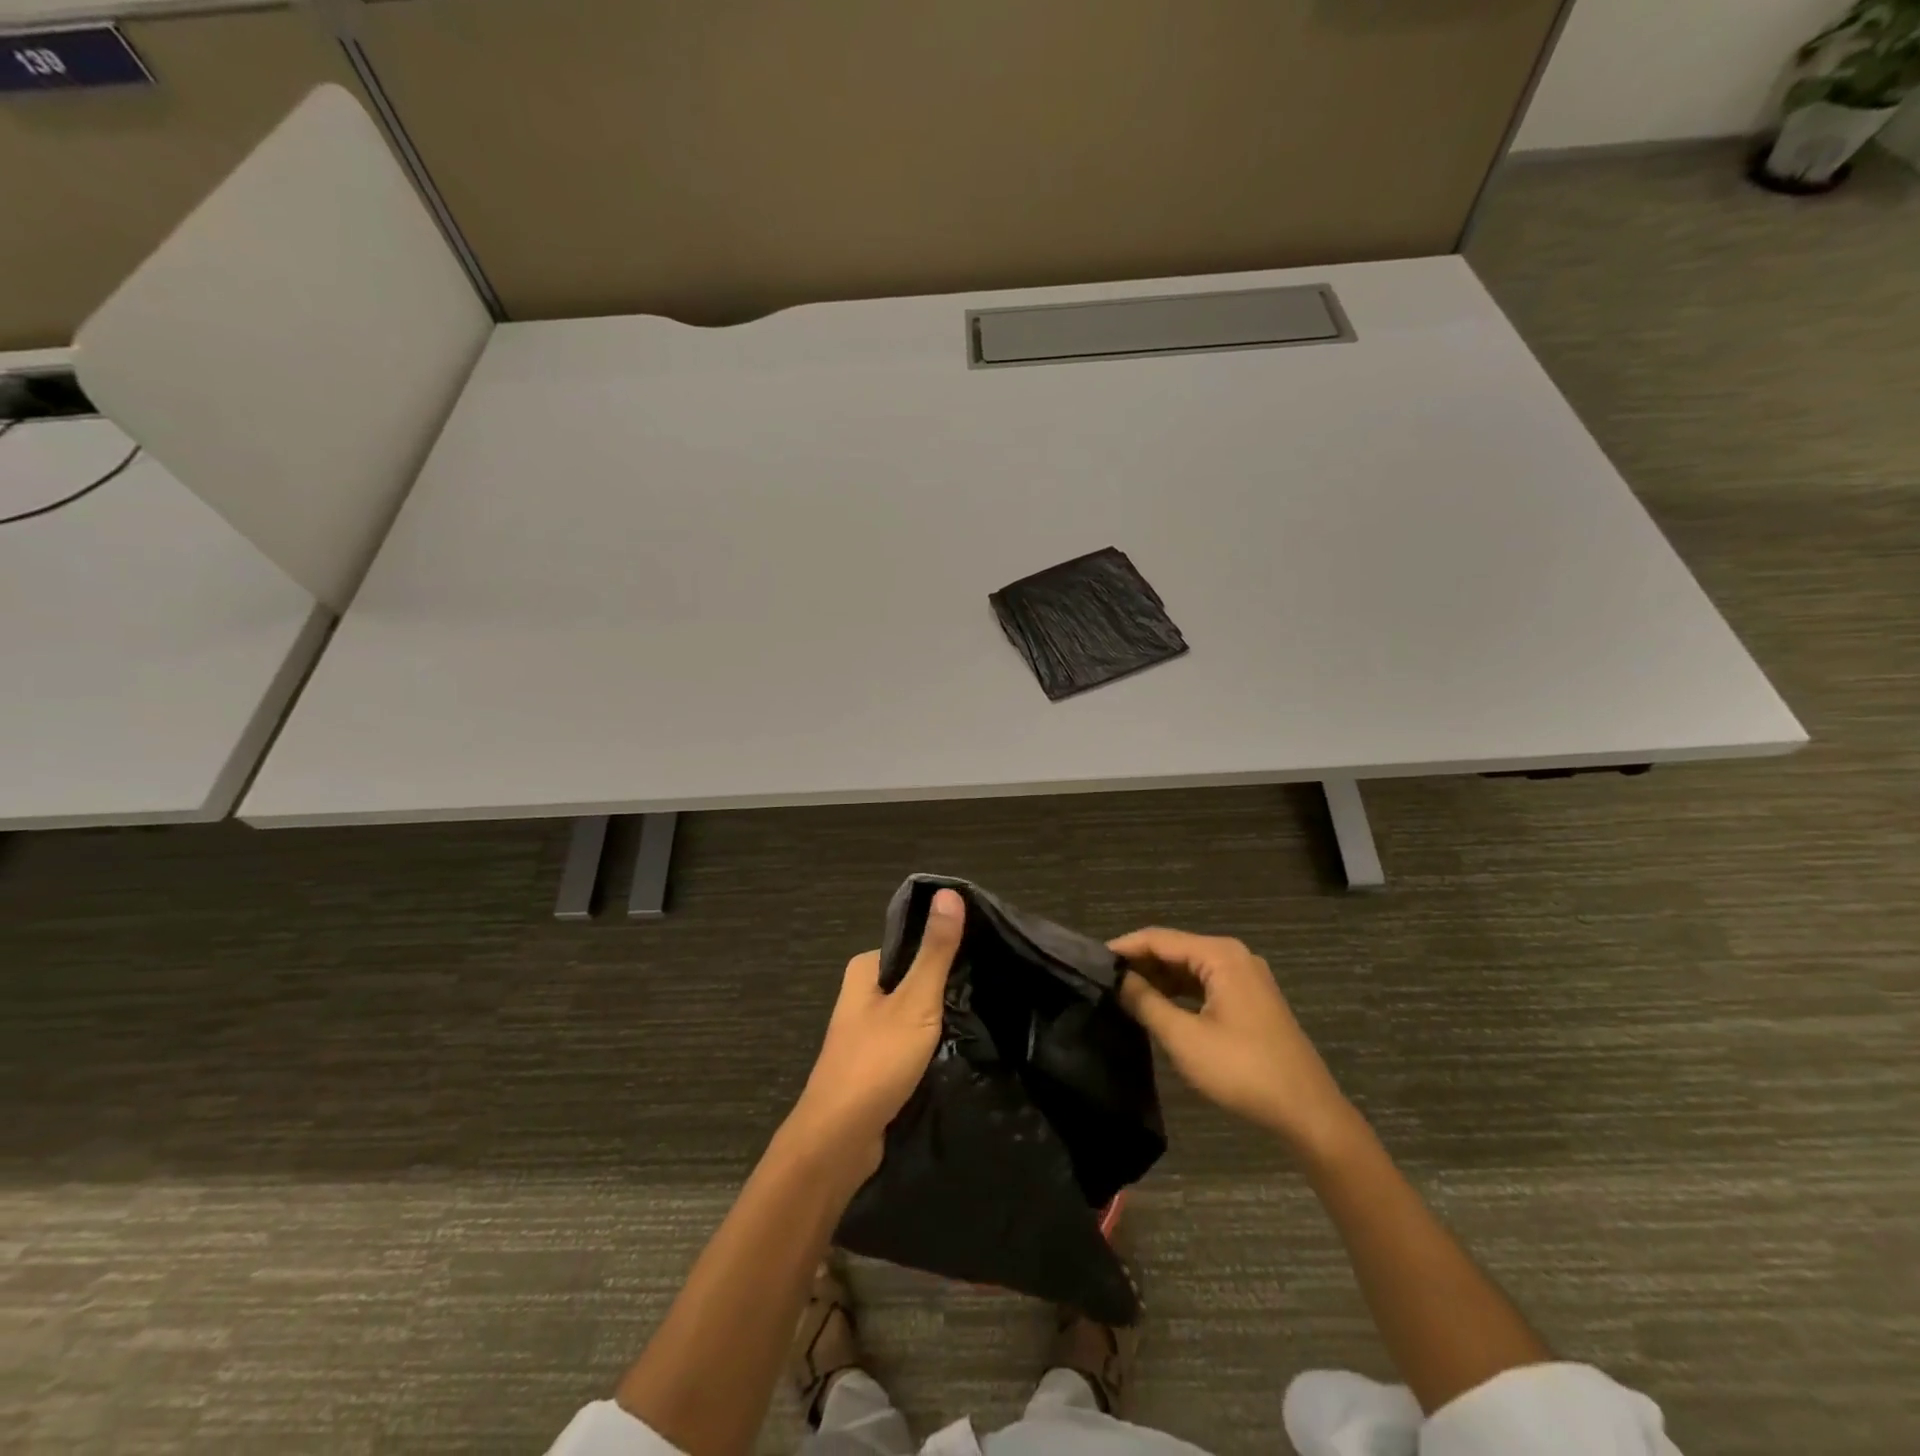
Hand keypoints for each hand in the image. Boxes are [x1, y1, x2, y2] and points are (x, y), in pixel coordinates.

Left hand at [788, 888, 965, 1175]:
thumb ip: (935, 951)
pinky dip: (929, 1045)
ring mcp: (866, 1033)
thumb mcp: (915, 1001)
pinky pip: (909, 1043)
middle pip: (913, 979)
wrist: (838, 1141)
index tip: (983, 955)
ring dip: (939, 1019)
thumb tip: (949, 891)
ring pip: (913, 1013)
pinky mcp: (874, 1065)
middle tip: (986, 990)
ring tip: (980, 1018)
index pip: (912, 944)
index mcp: (864, 970)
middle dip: (944, 987)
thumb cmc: (876, 1061)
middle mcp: (861, 995)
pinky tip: (956, 1050)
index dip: (945, 948)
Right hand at [1111, 927, 1354, 1156]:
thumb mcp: (1185, 1038)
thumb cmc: (1243, 1070)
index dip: (1123, 948)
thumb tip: (1117, 980)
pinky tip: (1157, 1006)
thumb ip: (1146, 1002)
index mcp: (1220, 955)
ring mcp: (1246, 978)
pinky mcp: (1250, 1000)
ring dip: (1158, 978)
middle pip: (1175, 949)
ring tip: (1122, 993)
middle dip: (1140, 963)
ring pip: (1189, 968)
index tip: (1091, 961)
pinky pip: (1205, 983)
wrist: (1307, 1112)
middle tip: (1103, 980)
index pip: (1159, 938)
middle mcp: (1234, 956)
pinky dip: (1179, 992)